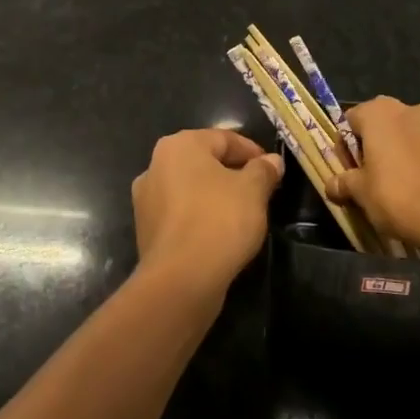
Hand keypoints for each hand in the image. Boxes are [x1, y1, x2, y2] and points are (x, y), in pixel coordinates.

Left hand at [130, 129, 283, 292]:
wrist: (181, 280)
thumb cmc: (219, 221)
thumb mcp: (253, 191)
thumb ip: (263, 170)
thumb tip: (272, 162)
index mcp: (179, 145)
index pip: (224, 138)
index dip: (253, 152)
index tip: (273, 170)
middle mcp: (155, 165)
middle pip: (204, 162)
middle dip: (233, 173)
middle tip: (261, 191)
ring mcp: (146, 199)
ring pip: (191, 188)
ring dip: (216, 196)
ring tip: (243, 214)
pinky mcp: (146, 229)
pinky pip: (181, 213)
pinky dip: (200, 217)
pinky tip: (219, 233)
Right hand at [326, 97, 419, 262]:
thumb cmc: (403, 198)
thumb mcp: (363, 195)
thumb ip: (345, 183)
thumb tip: (331, 184)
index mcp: (380, 113)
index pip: (351, 120)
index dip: (346, 148)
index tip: (351, 174)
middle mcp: (412, 109)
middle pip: (384, 126)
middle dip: (378, 149)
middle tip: (377, 182)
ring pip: (414, 137)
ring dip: (407, 155)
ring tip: (409, 190)